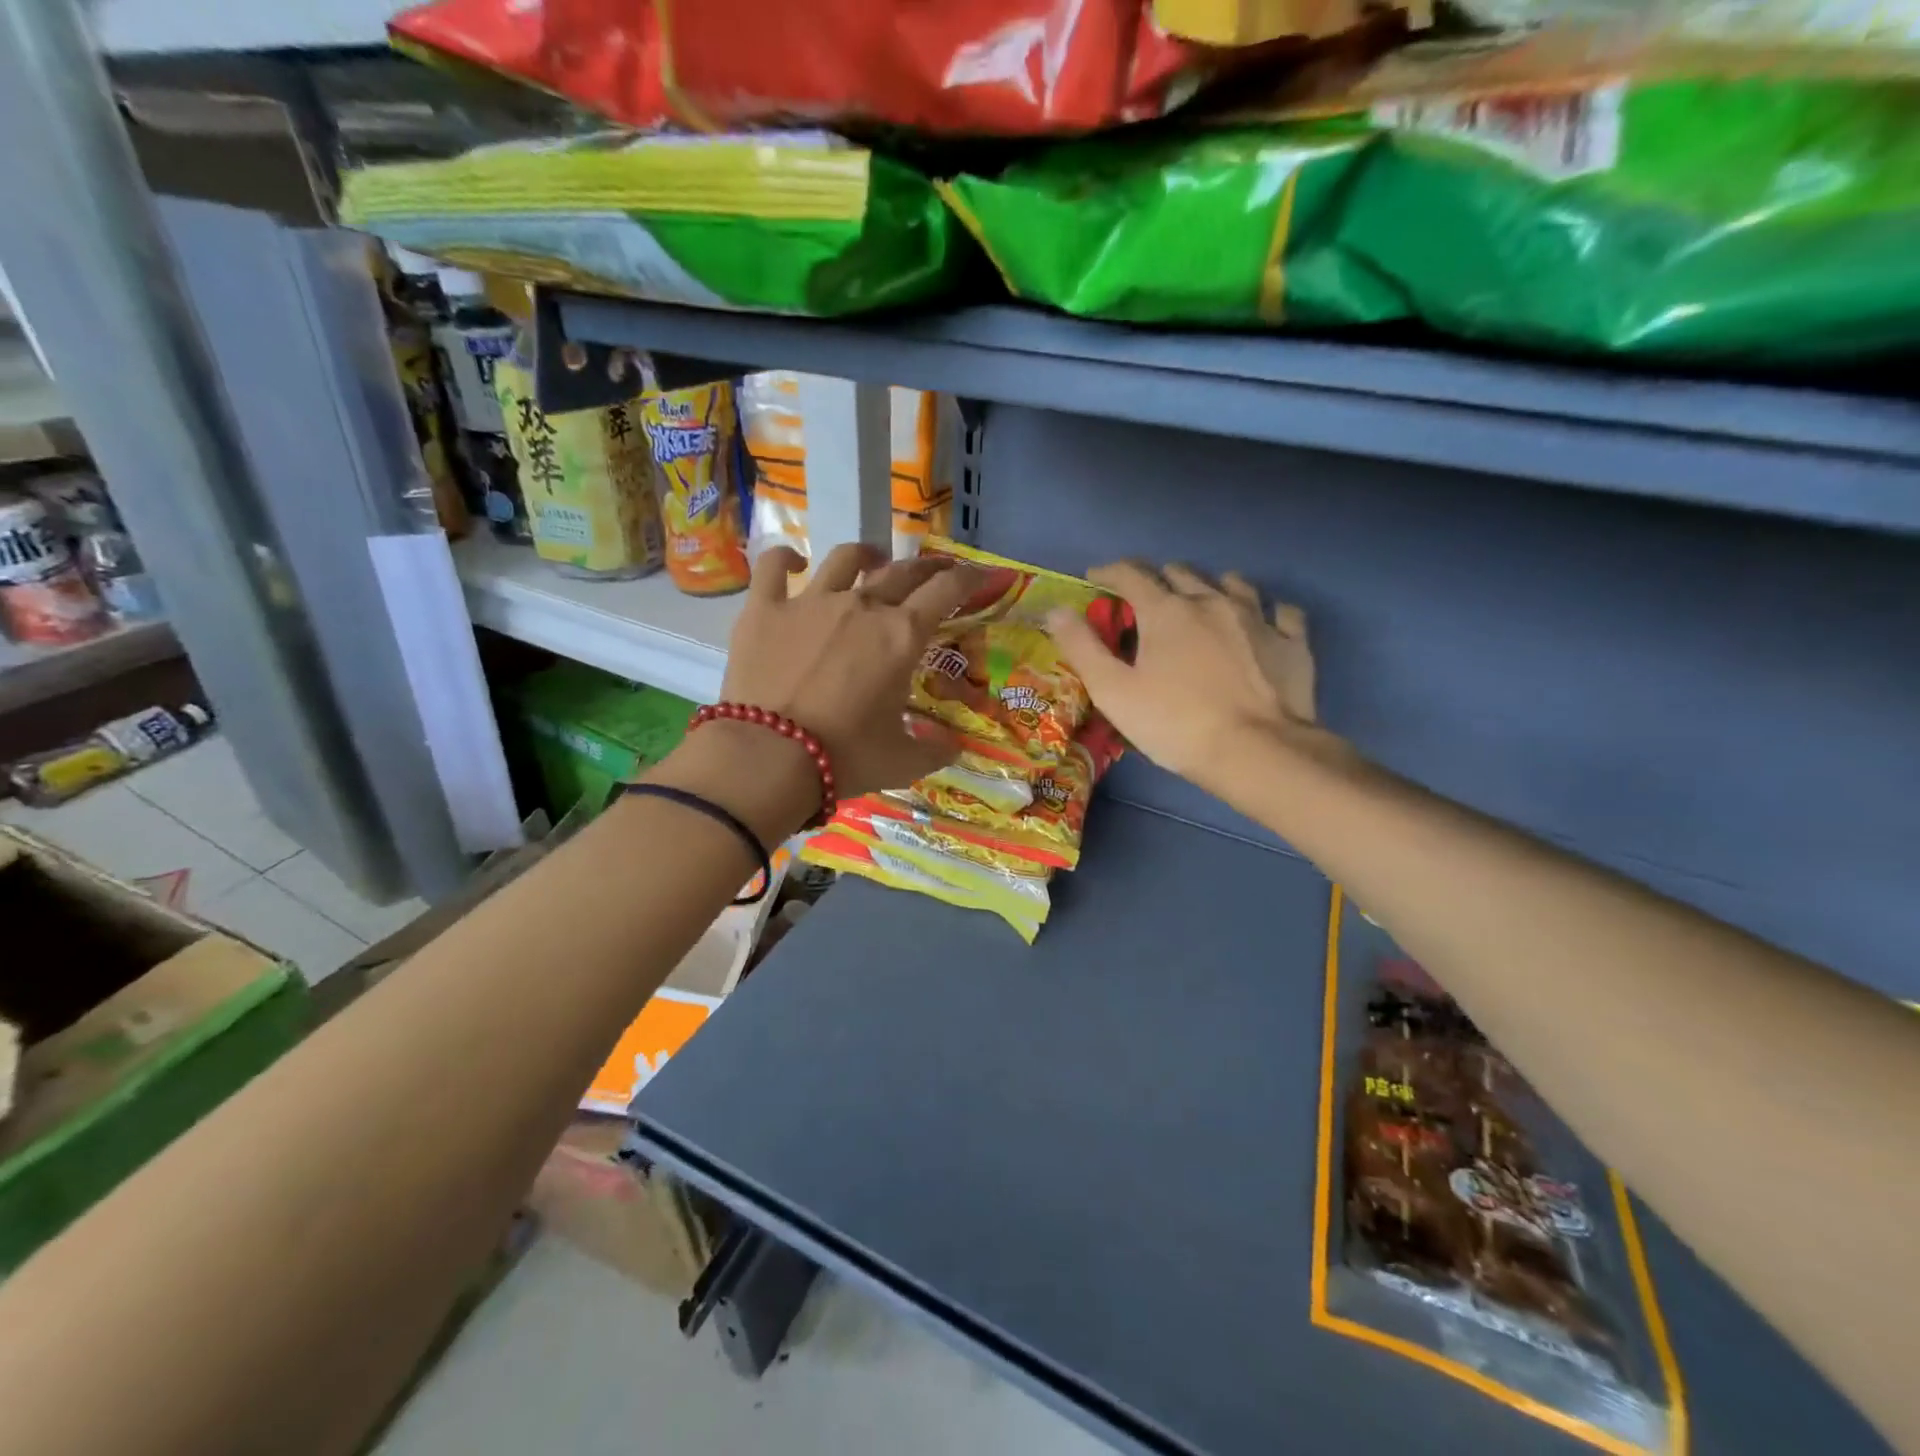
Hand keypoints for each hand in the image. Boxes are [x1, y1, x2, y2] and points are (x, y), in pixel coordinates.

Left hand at [720, 542, 981, 801]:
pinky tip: (793, 562)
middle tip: (934, 571)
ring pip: (844, 560)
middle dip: (925, 568)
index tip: (977, 575)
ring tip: (871, 559)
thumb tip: (955, 746)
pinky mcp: (764, 609)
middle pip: (901, 572)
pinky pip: (773, 567)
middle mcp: (861, 607)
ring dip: (865, 554)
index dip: (967, 579)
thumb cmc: (845, 757)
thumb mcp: (902, 761)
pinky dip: (784, 558)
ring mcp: (810, 602)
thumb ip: (935, 750)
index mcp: (901, 636)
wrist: (770, 757)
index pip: (945, 592)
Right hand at [1047, 562, 1323, 793]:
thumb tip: (1057, 610)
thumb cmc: (1175, 724)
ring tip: (1203, 603)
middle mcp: (1212, 600)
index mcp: (1166, 610)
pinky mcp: (1292, 641)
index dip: (1109, 572)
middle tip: (1147, 603)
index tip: (1095, 578)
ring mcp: (1258, 617)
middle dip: (1158, 580)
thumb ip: (1082, 647)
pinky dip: (1266, 611)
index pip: (1131, 574)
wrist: (1256, 752)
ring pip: (1232, 582)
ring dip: (1210, 586)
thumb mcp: (1113, 691)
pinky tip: (1263, 622)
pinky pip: (1282, 611)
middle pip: (1180, 572)